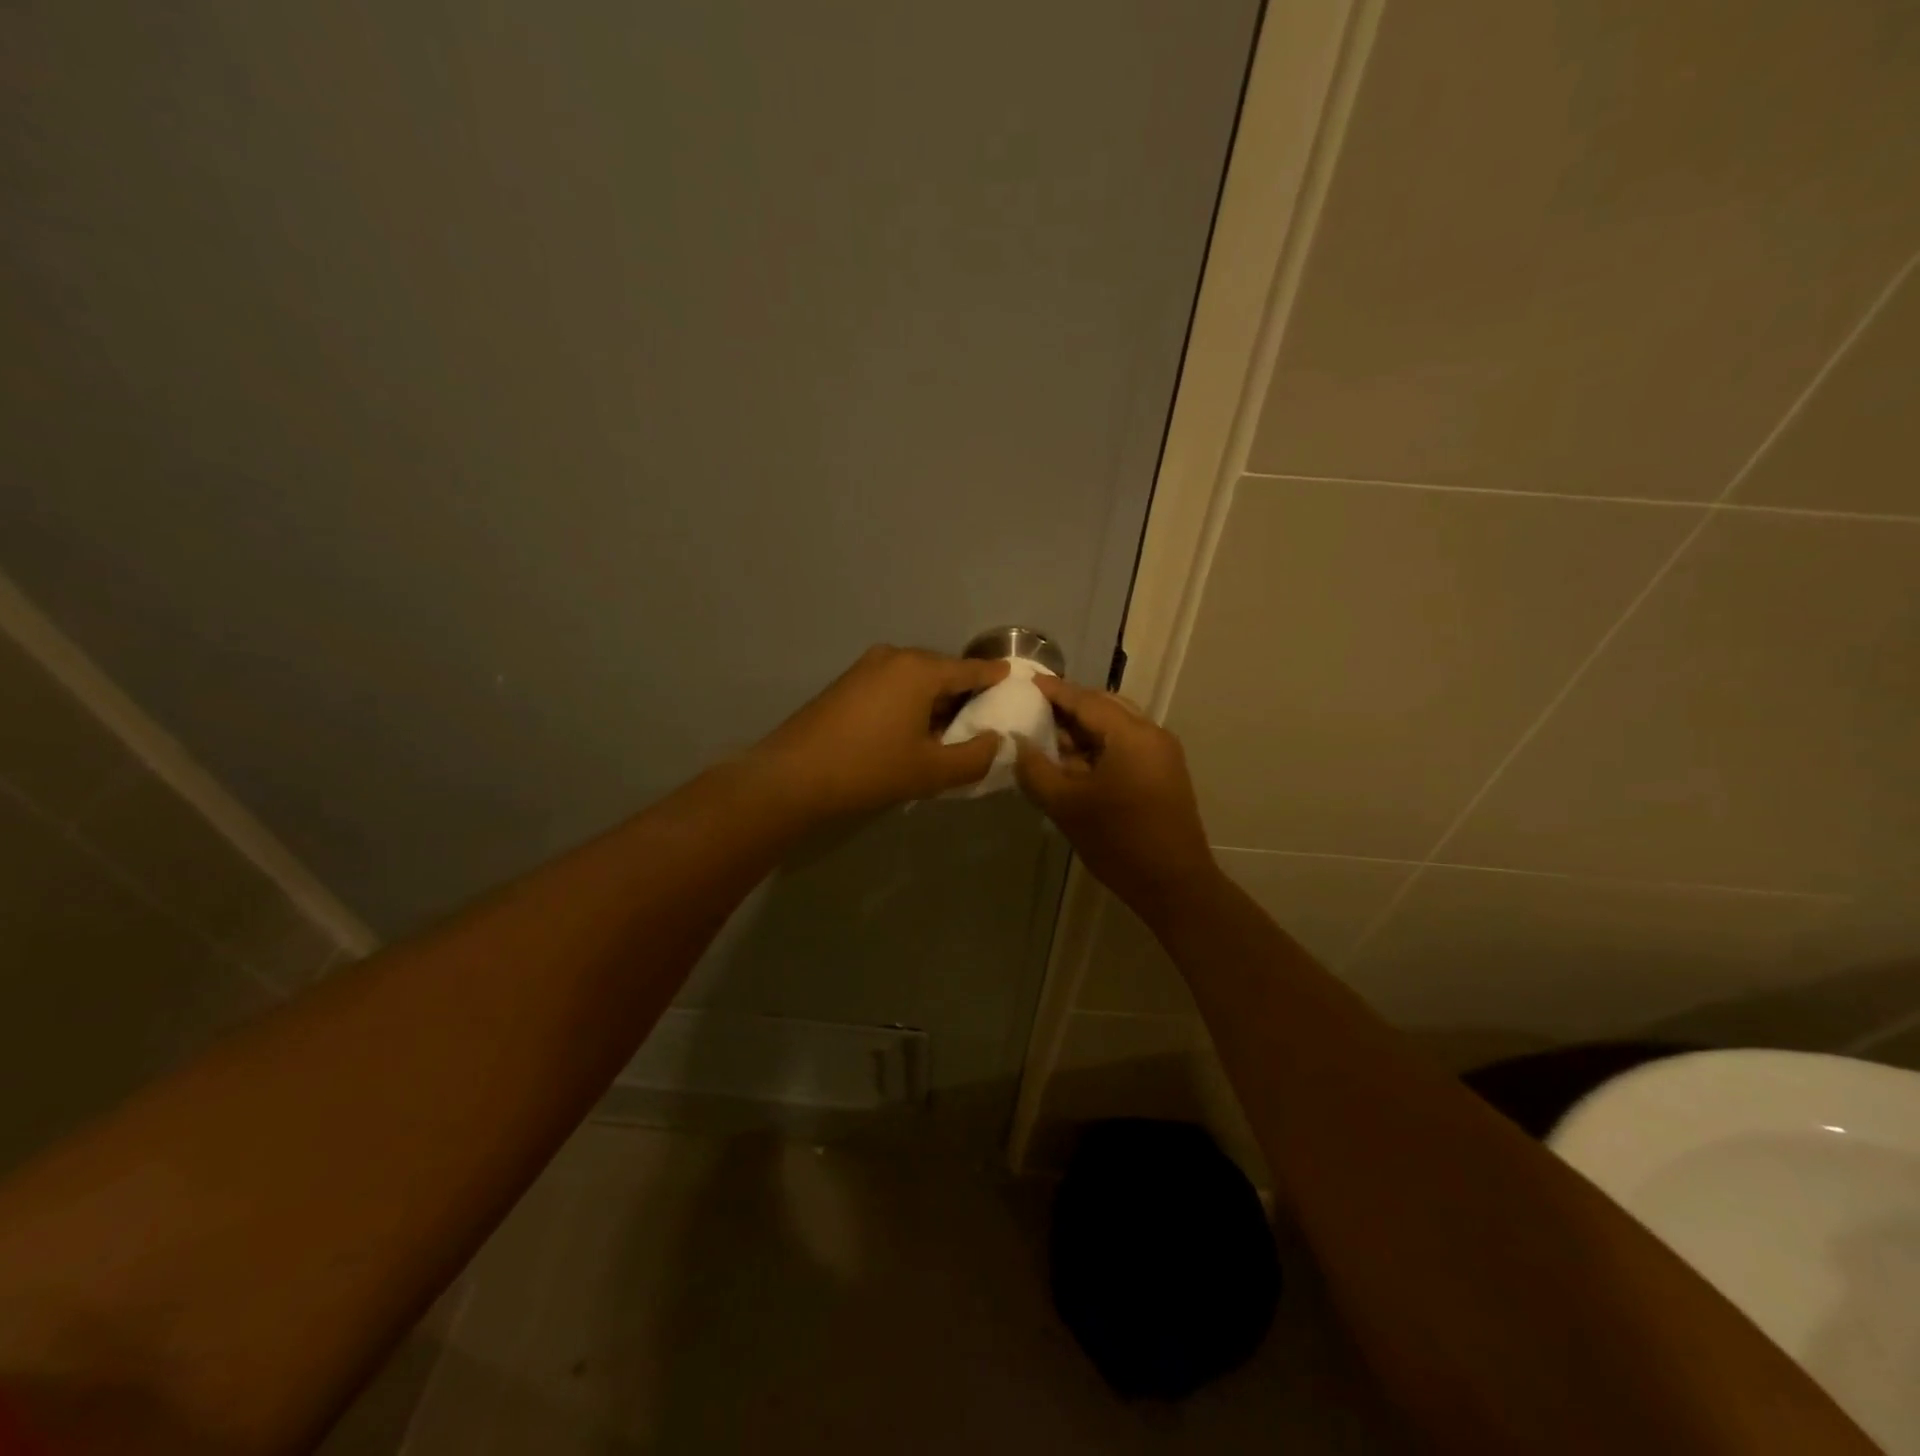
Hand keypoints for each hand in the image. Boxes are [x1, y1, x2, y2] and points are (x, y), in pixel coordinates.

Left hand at [754, 646, 1009, 818]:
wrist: (792, 777)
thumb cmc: (869, 769)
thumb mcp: (931, 771)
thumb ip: (975, 757)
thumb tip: (997, 742)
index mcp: (920, 669)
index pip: (971, 669)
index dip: (996, 677)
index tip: (1016, 680)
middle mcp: (895, 657)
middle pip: (942, 672)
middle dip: (964, 694)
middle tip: (983, 721)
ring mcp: (866, 667)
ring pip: (916, 680)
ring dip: (935, 702)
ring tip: (948, 733)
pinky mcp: (846, 683)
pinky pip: (893, 686)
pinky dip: (910, 703)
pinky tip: (911, 732)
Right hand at [1013, 676, 1218, 909]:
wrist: (1173, 885)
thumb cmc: (1118, 841)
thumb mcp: (1066, 805)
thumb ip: (1035, 769)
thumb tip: (1017, 743)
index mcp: (1131, 734)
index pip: (1086, 700)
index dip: (1054, 691)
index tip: (1025, 683)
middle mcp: (1152, 734)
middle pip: (1105, 707)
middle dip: (1069, 707)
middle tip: (1033, 710)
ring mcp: (1162, 754)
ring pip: (1116, 726)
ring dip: (1084, 728)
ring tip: (1048, 737)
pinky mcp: (1163, 773)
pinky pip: (1126, 745)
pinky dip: (1099, 745)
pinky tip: (1074, 761)